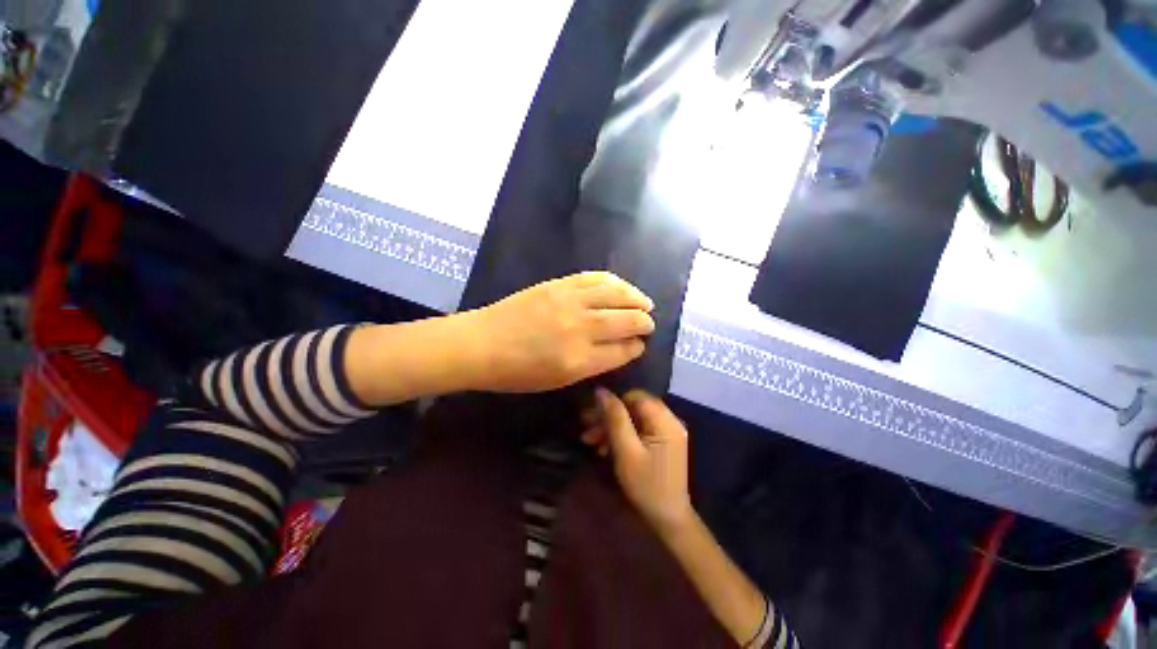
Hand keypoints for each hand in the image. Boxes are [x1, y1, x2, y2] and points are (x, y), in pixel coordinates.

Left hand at [466, 272, 654, 392]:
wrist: (482, 343)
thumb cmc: (518, 372)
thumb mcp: (559, 380)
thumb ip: (594, 364)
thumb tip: (622, 348)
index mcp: (579, 360)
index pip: (622, 350)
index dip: (636, 346)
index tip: (641, 344)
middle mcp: (580, 328)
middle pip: (626, 320)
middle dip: (644, 322)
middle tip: (649, 322)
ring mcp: (569, 301)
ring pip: (615, 294)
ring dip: (636, 297)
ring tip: (644, 302)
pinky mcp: (558, 285)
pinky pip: (594, 277)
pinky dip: (613, 281)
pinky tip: (620, 285)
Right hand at [583, 388, 693, 533]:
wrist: (667, 519)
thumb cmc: (646, 486)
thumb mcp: (626, 451)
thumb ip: (614, 418)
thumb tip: (601, 391)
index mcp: (664, 420)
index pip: (635, 396)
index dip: (612, 402)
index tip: (592, 415)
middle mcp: (669, 420)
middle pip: (633, 407)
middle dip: (608, 417)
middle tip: (586, 430)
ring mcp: (666, 431)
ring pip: (633, 419)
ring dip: (611, 428)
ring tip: (590, 441)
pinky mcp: (662, 442)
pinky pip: (638, 430)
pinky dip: (621, 436)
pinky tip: (604, 448)